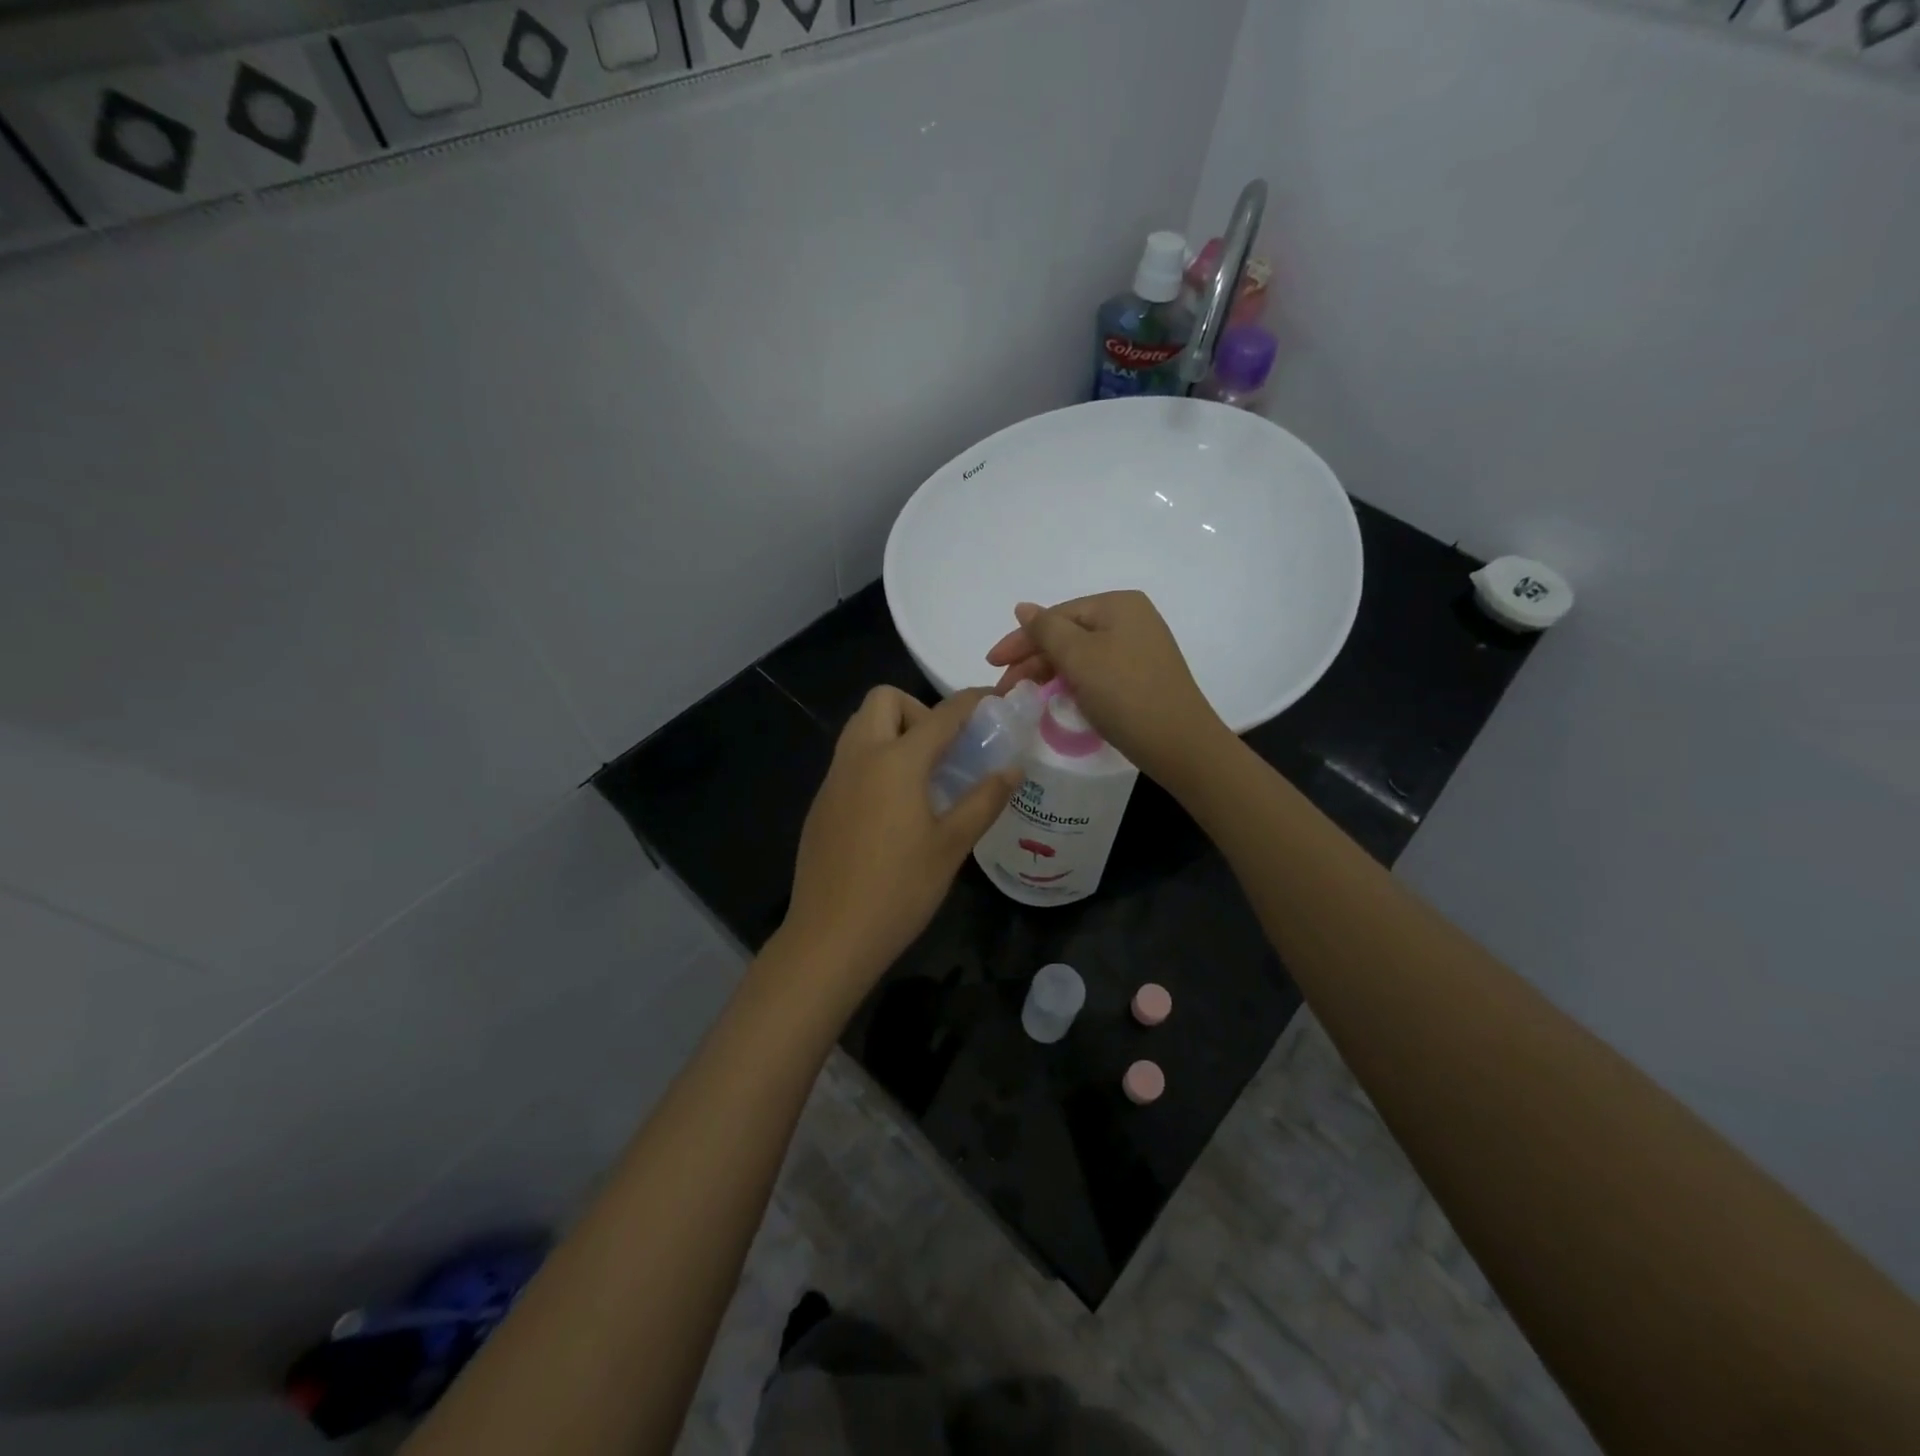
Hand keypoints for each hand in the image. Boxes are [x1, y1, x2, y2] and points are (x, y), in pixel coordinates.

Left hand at [778, 686, 1020, 1004]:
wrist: (830, 936)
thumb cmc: (899, 890)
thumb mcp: (952, 846)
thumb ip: (984, 800)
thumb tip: (1013, 769)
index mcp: (895, 761)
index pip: (941, 714)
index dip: (971, 702)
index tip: (992, 701)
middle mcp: (859, 757)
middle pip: (883, 700)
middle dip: (917, 709)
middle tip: (943, 751)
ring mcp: (833, 779)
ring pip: (860, 727)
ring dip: (893, 732)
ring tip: (922, 777)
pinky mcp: (821, 803)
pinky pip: (849, 759)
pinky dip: (874, 759)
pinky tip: (891, 808)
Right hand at [985, 590, 1230, 785]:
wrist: (1179, 743)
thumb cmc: (1124, 693)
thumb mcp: (1079, 657)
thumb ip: (1046, 629)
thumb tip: (1023, 608)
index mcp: (1118, 605)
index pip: (1056, 616)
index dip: (1021, 640)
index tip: (992, 664)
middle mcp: (1132, 620)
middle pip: (1068, 634)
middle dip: (1034, 659)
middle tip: (1006, 687)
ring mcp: (1139, 649)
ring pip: (1081, 655)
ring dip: (1050, 673)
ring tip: (1025, 695)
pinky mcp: (1142, 677)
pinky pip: (1097, 672)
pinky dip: (1073, 683)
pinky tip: (1058, 698)